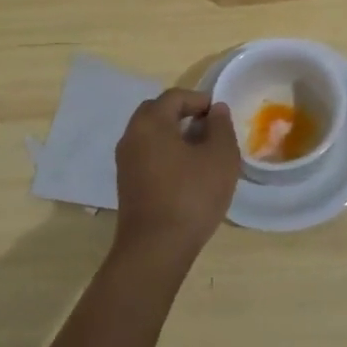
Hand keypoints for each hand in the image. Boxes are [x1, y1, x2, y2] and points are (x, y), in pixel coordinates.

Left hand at [111, 89, 239, 268]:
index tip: (220, 116)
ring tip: (201, 152)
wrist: (155, 250)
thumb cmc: (191, 196)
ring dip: (174, 135)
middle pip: (157, 112)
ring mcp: (125, 162)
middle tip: (209, 129)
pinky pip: (147, 155)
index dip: (200, 100)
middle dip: (184, 114)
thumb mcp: (220, 157)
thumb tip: (216, 110)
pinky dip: (165, 154)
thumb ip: (221, 126)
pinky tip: (186, 173)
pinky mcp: (126, 184)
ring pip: (151, 135)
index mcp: (150, 122)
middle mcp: (131, 136)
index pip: (175, 96)